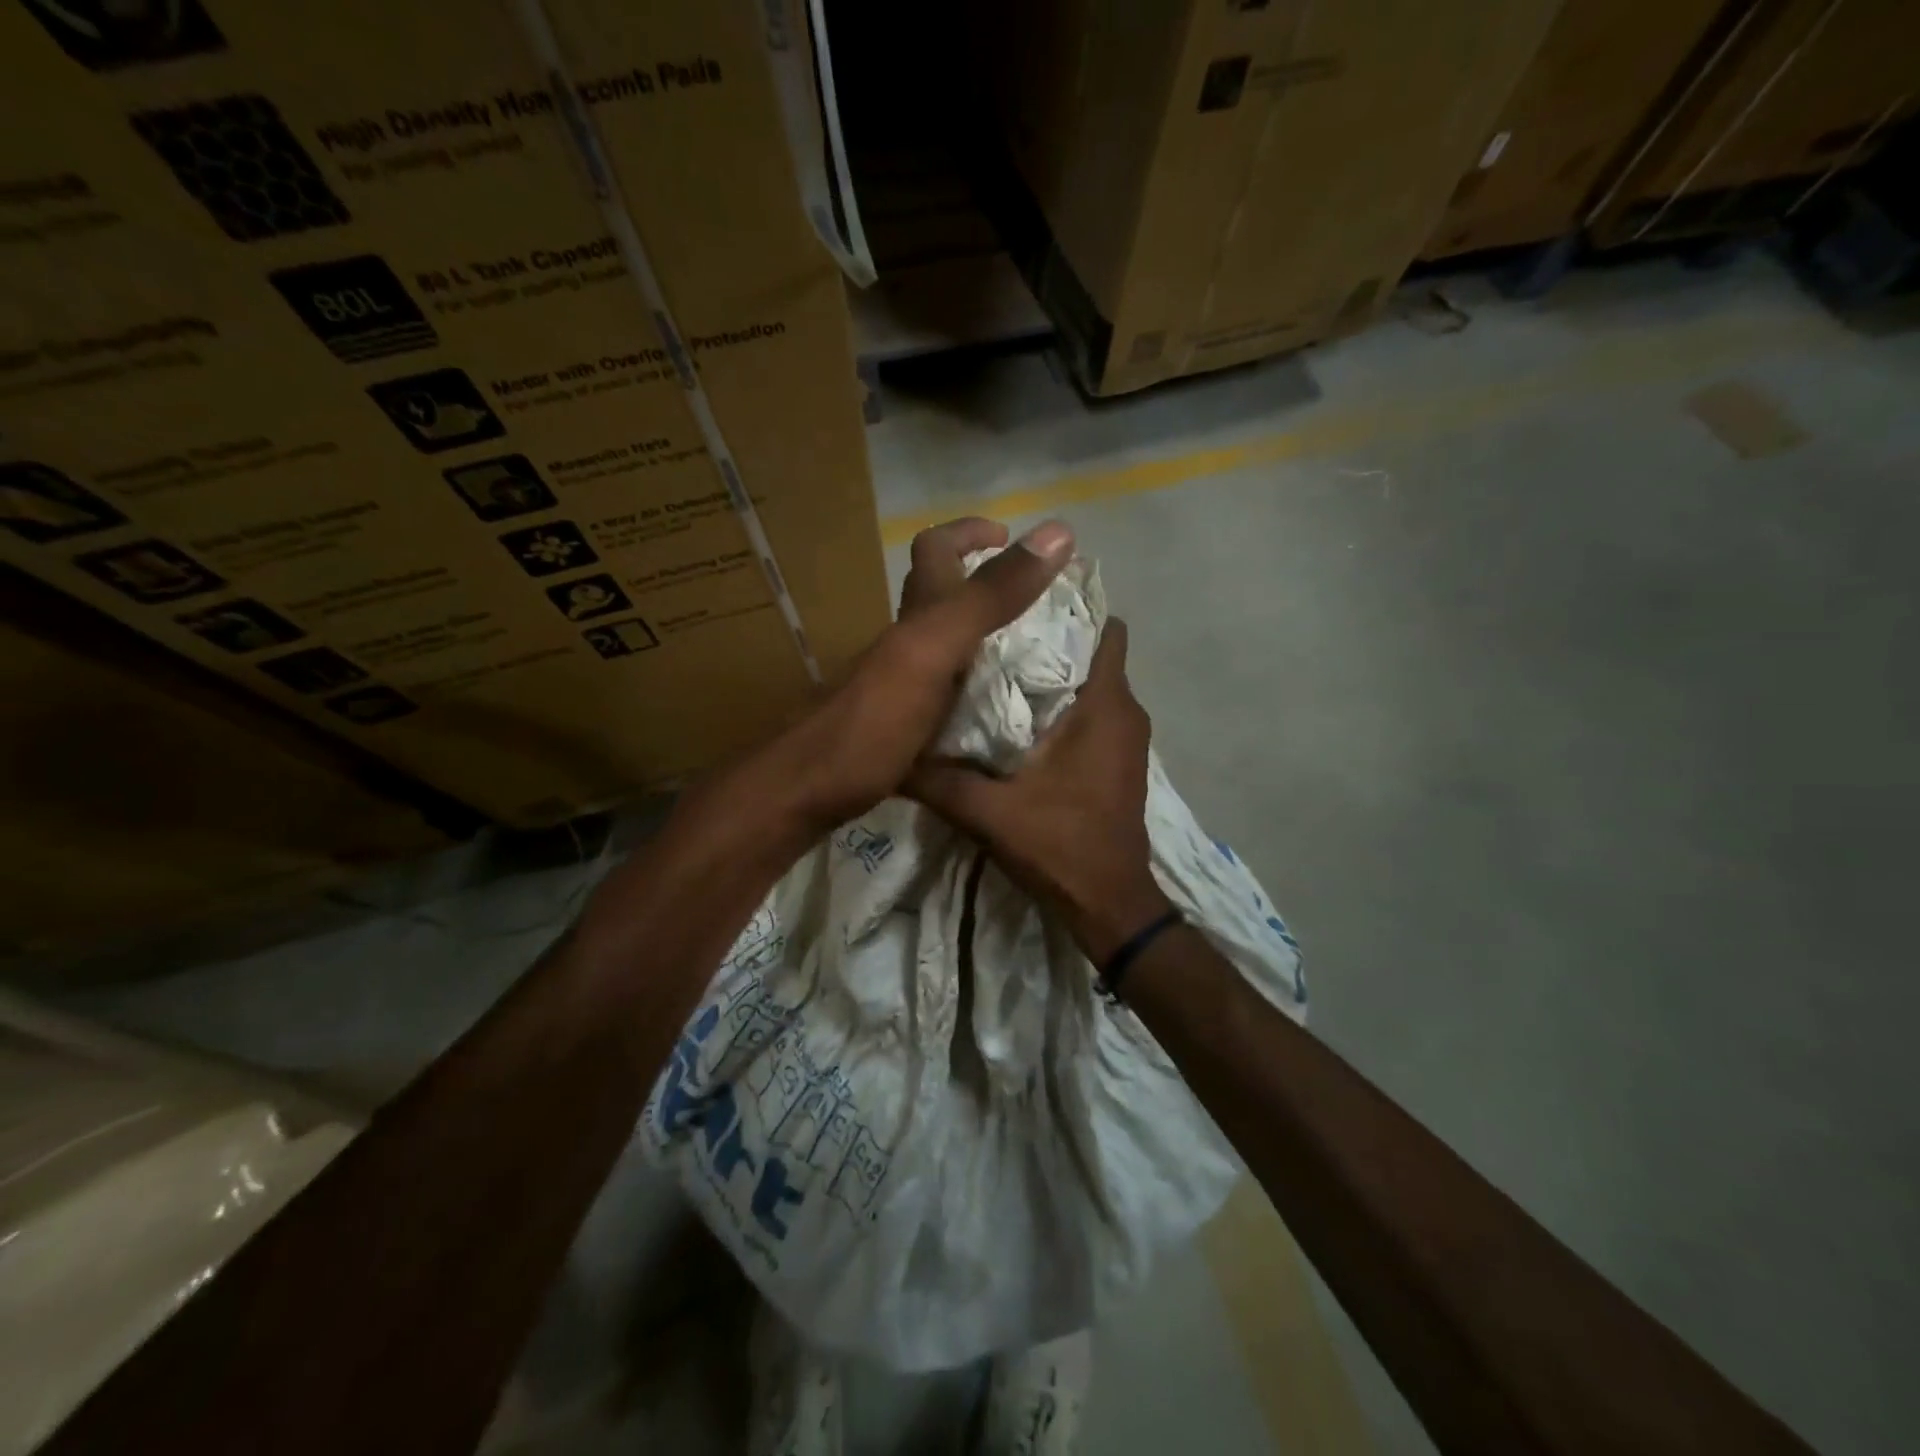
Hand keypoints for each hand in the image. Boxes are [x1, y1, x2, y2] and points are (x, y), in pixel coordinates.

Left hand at [786, 516, 1073, 826]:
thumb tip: (1056, 533)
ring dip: (986, 643)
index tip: (1011, 536)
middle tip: (1039, 606)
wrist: (806, 793)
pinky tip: (1001, 714)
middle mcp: (905, 645)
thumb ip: (989, 598)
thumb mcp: (934, 650)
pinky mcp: (901, 728)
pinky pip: (947, 696)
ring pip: (945, 649)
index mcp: (915, 619)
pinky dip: (977, 692)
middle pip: (942, 599)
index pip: (936, 551)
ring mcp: (900, 688)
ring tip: (1034, 658)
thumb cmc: (871, 721)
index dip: (970, 533)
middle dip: (987, 589)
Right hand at [910, 619, 1172, 963]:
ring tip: (994, 665)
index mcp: (1104, 706)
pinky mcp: (1117, 760)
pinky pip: (1091, 712)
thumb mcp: (988, 812)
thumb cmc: (1060, 846)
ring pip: (1089, 683)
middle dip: (1046, 637)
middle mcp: (1124, 712)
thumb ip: (938, 780)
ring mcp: (1124, 738)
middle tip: (990, 629)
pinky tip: (1015, 715)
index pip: (1101, 629)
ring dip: (1050, 674)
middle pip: (1089, 652)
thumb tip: (890, 752)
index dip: (1065, 608)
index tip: (1017, 599)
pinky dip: (1061, 704)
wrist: (1109, 904)